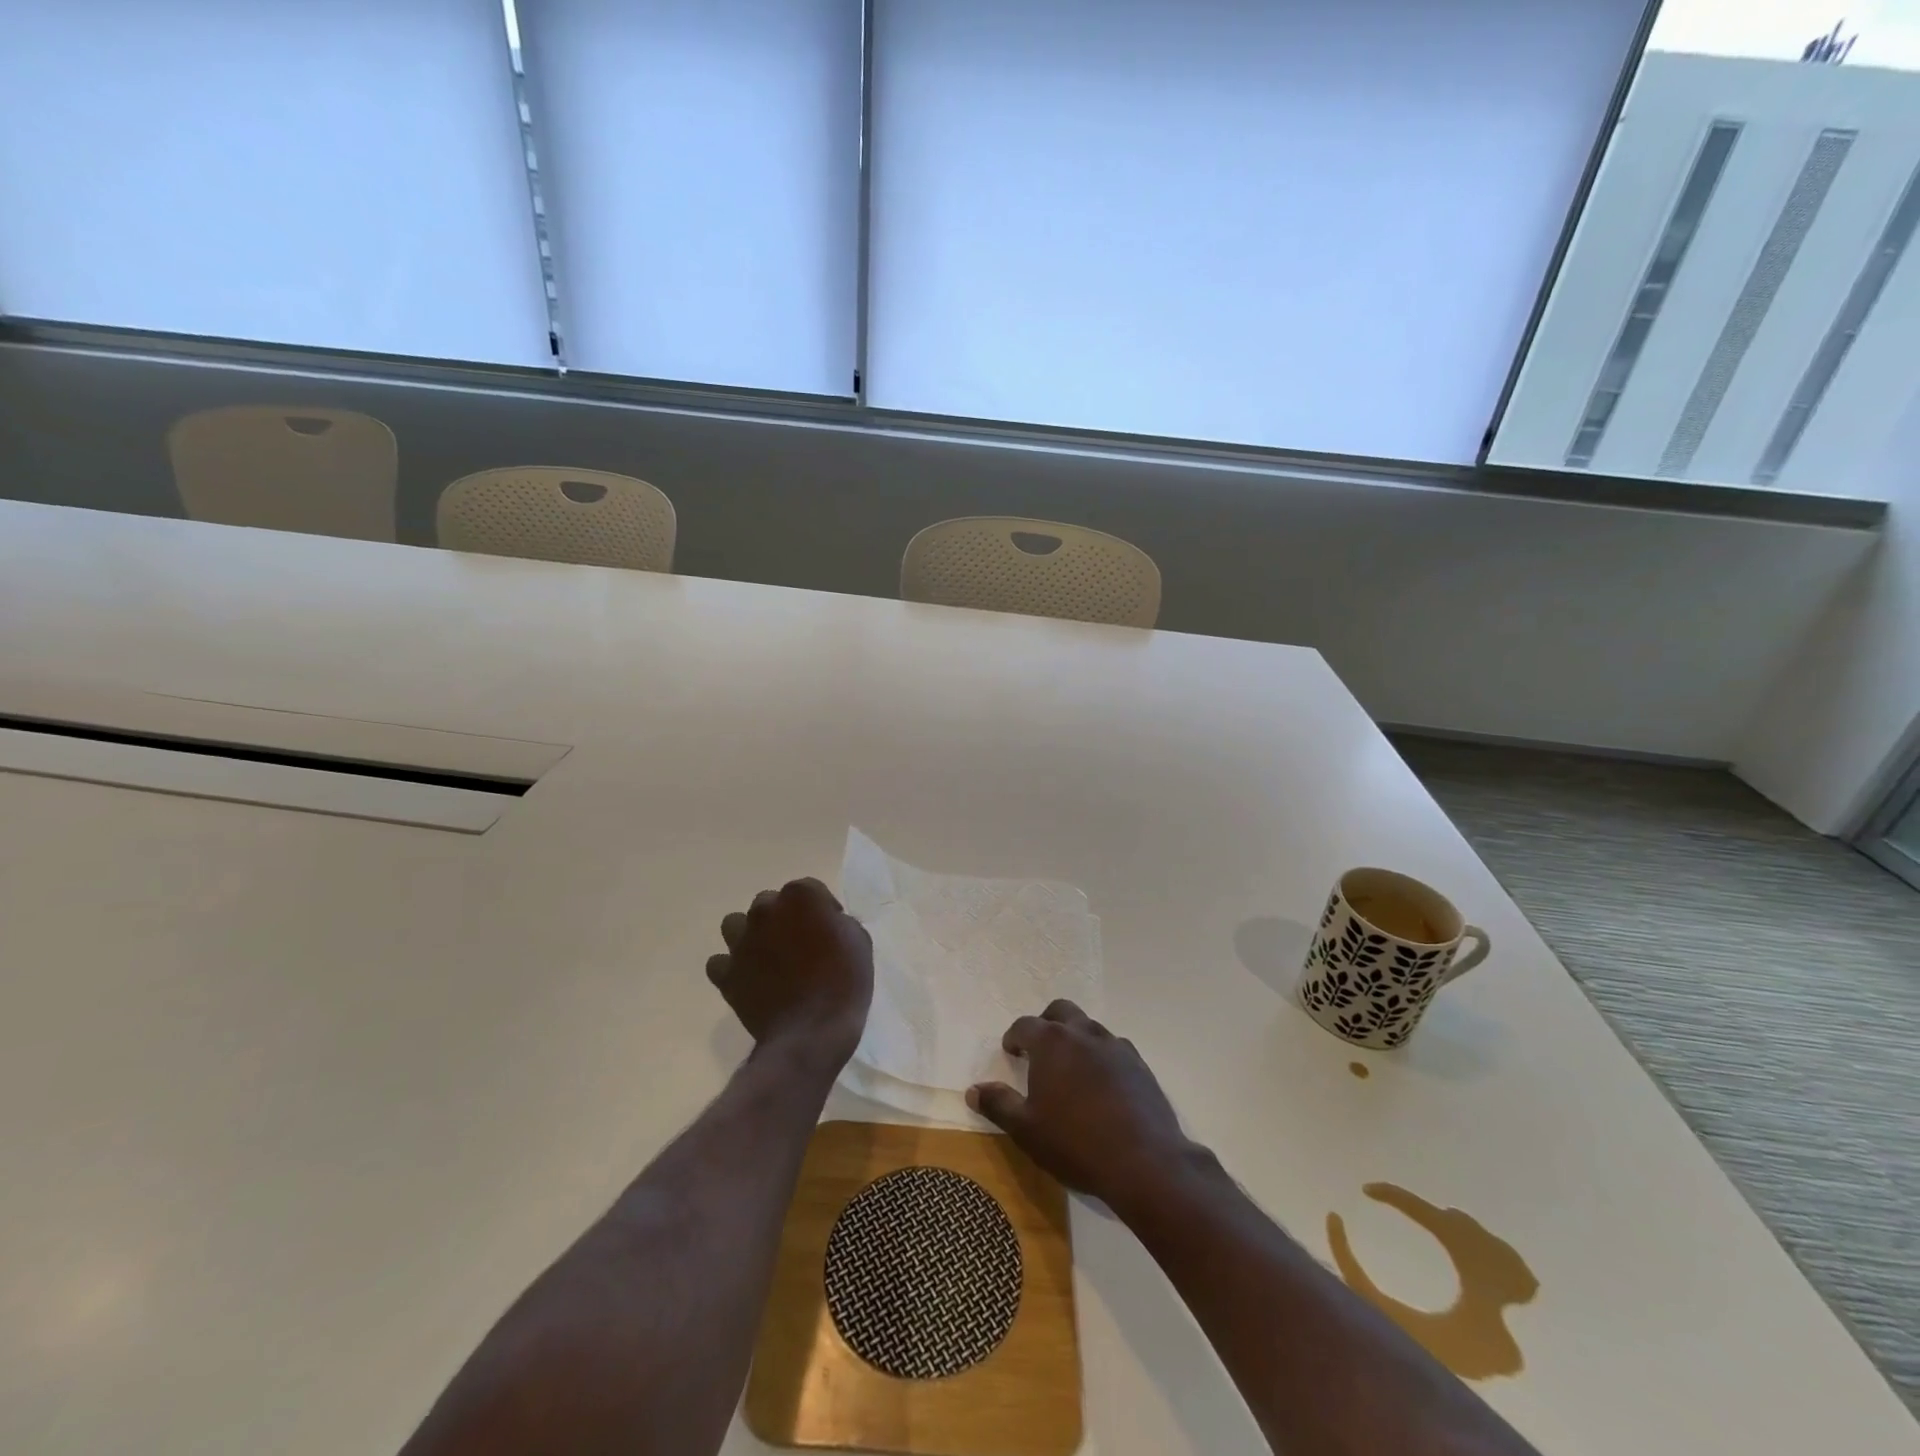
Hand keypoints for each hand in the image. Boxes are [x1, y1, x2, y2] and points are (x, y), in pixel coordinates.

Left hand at [707, 878, 873, 1069]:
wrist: (811, 1032)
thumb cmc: (844, 982)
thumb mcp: (860, 942)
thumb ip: (839, 923)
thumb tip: (827, 924)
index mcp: (801, 896)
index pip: (810, 889)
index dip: (822, 909)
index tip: (831, 931)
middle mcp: (766, 910)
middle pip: (771, 902)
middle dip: (784, 918)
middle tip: (800, 945)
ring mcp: (741, 941)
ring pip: (735, 924)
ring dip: (750, 935)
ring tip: (767, 956)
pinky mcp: (726, 973)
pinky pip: (719, 962)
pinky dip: (731, 968)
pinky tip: (747, 979)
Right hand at [968, 1000, 1199, 1211]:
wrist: (1144, 1162)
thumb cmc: (1075, 1144)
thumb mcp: (1026, 1130)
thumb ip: (998, 1104)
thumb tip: (973, 1090)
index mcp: (1052, 1042)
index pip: (1025, 1025)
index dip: (1014, 1037)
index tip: (1011, 1052)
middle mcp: (1083, 1033)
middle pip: (1060, 1011)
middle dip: (1046, 1024)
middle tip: (1039, 1050)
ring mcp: (1115, 1046)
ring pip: (1089, 1027)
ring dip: (1075, 1038)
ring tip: (1070, 1069)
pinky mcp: (1139, 1064)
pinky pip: (1113, 1048)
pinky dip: (1101, 1056)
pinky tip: (1101, 1085)